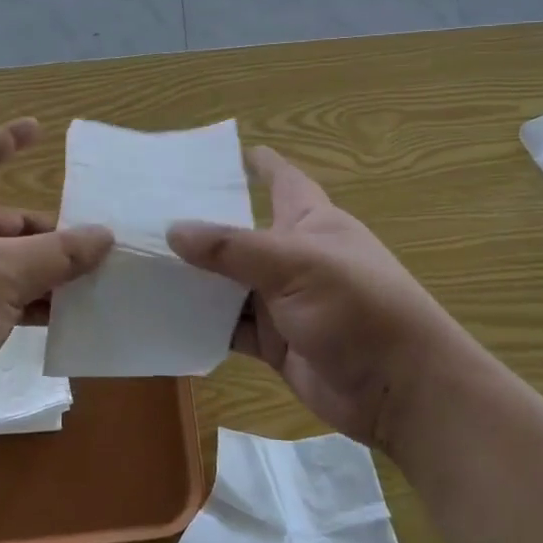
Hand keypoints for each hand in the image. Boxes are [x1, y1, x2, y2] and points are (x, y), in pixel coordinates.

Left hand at [0, 119, 111, 432]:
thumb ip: (59, 254)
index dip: (7, 139)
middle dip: (51, 232)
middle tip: (97, 246)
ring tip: (93, 285)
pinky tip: (62, 320)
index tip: (38, 129)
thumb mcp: (6, 275)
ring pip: (7, 262)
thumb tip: (105, 234)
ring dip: (45, 272)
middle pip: (8, 219)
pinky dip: (28, 303)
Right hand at [168, 146, 454, 452]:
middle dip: (203, 224)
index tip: (214, 153)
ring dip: (195, 278)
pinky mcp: (275, 342)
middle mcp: (293, 256)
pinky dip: (204, 323)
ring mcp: (283, 302)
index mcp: (309, 222)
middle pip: (241, 232)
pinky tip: (165, 316)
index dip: (255, 164)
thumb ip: (233, 248)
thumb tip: (173, 230)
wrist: (400, 389)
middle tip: (148, 212)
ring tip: (142, 263)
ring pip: (229, 283)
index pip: (280, 179)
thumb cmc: (357, 307)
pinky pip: (231, 327)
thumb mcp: (295, 266)